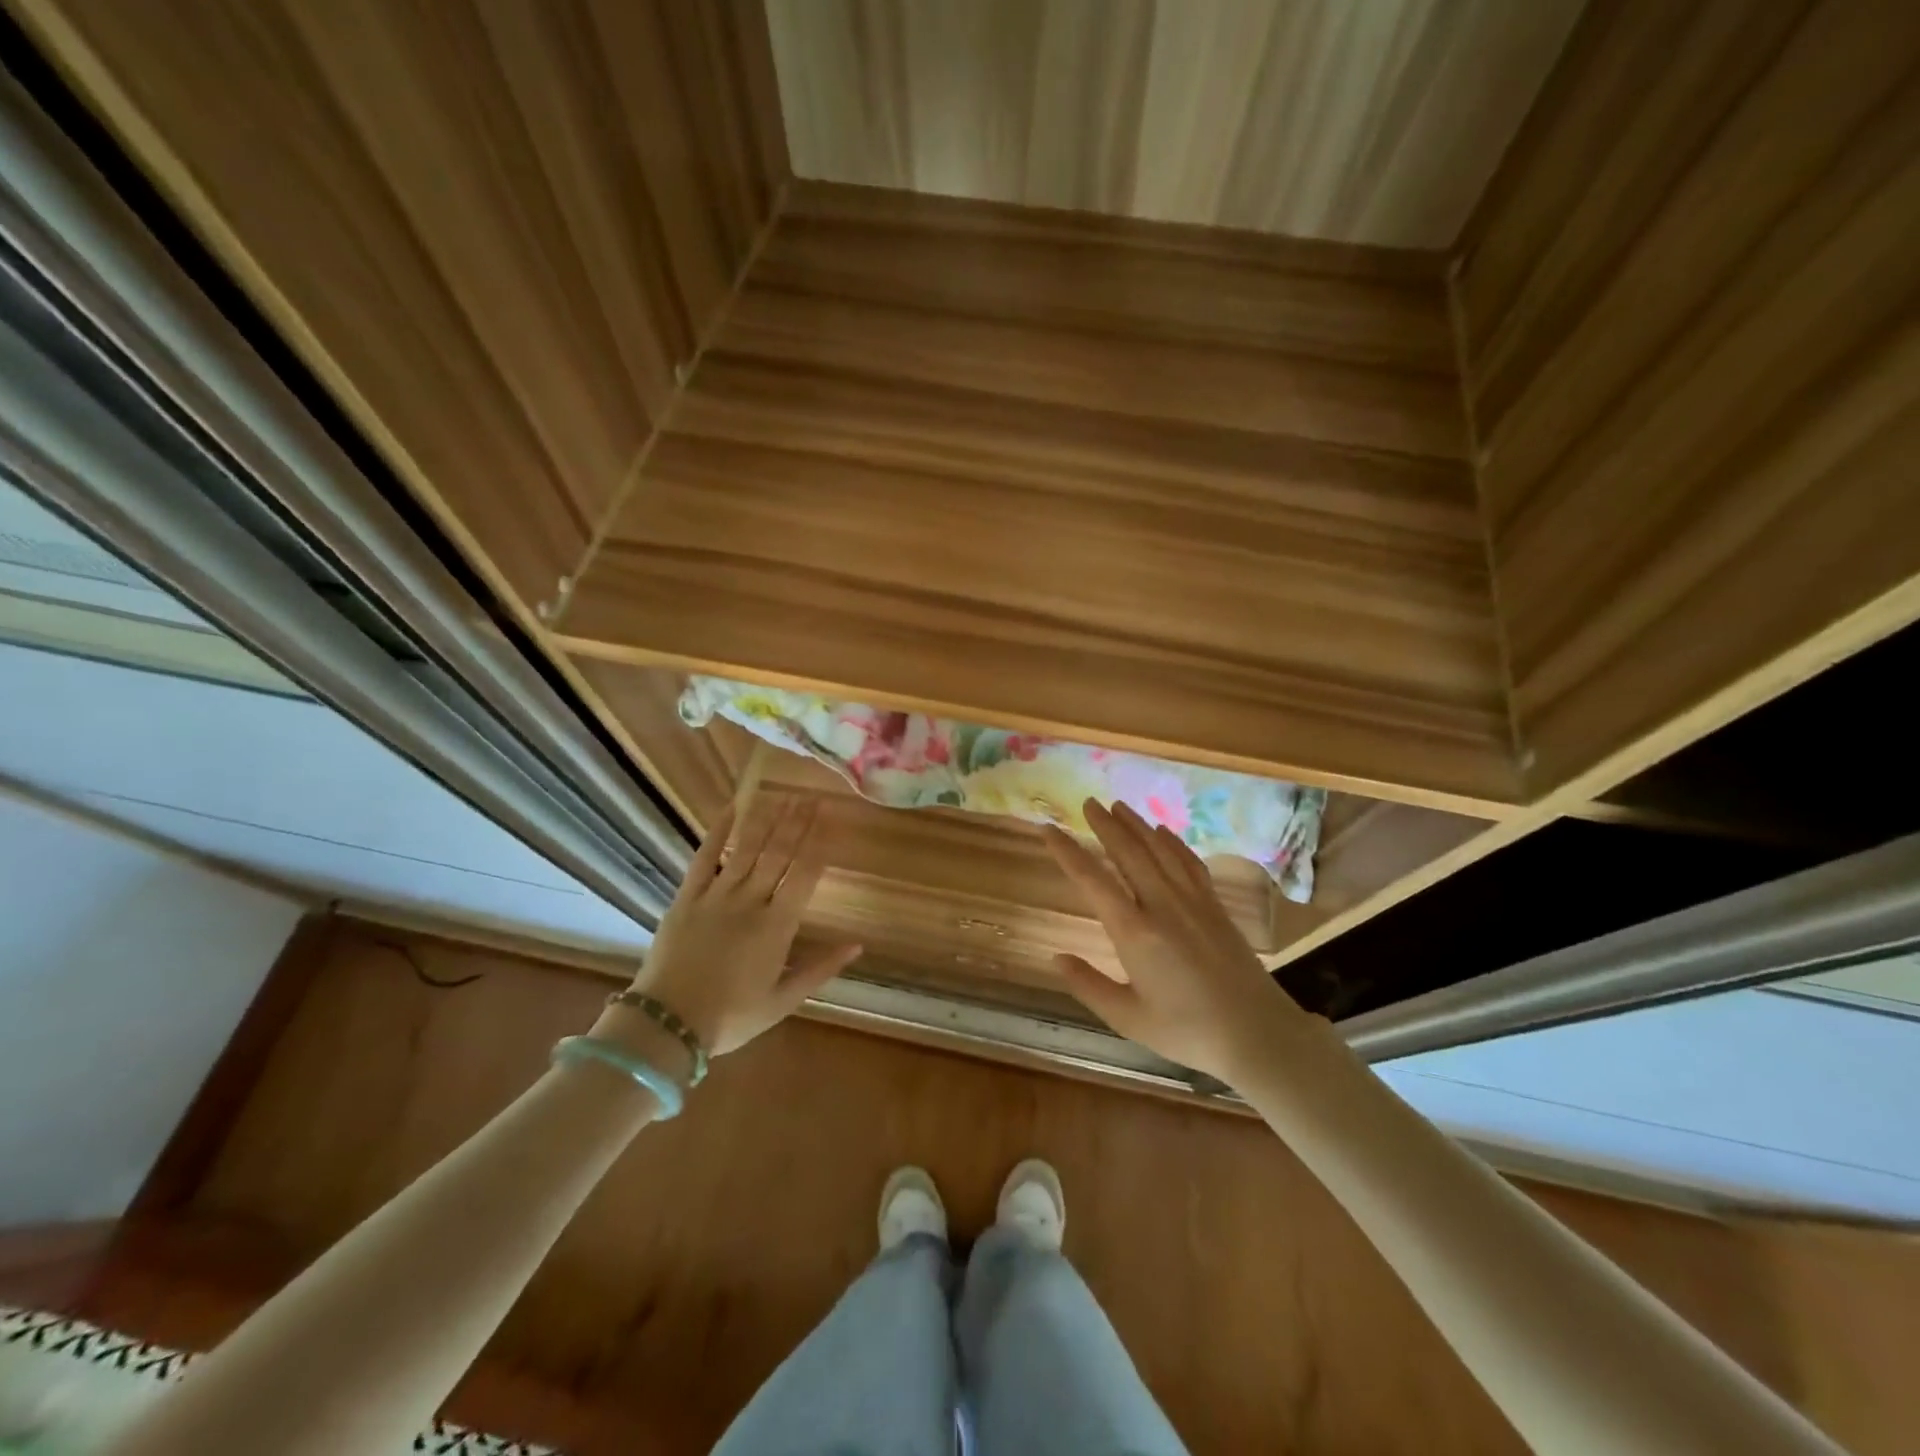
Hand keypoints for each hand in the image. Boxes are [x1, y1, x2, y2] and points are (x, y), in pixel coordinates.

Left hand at [628, 798, 860, 1056]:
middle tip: (811, 797)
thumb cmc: (731, 1017)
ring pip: (747, 849)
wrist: (668, 1024)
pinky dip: (718, 832)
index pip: (805, 875)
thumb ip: (821, 969)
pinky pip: (704, 857)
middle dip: (798, 823)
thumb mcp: (783, 1000)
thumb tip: (858, 945)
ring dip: (767, 820)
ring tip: (783, 796)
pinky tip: (732, 808)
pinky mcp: (687, 897)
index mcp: (777, 926)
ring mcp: (717, 896)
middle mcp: (751, 902)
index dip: (820, 844)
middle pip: (779, 854)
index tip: (831, 819)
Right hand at [1043, 799, 1317, 1085]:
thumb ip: (1089, 986)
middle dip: (1106, 825)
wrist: (1258, 1034)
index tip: (1049, 829)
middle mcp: (1162, 906)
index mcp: (1134, 933)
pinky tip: (1164, 832)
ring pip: (1160, 851)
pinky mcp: (1215, 907)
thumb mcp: (1129, 1018)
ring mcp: (1193, 902)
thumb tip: (1056, 958)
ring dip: (1137, 826)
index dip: (1068, 852)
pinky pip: (1190, 863)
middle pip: (1129, 853)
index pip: (1092, 880)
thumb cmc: (1188, 1031)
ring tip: (1119, 806)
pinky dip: (1173, 843)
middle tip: (1088, 803)